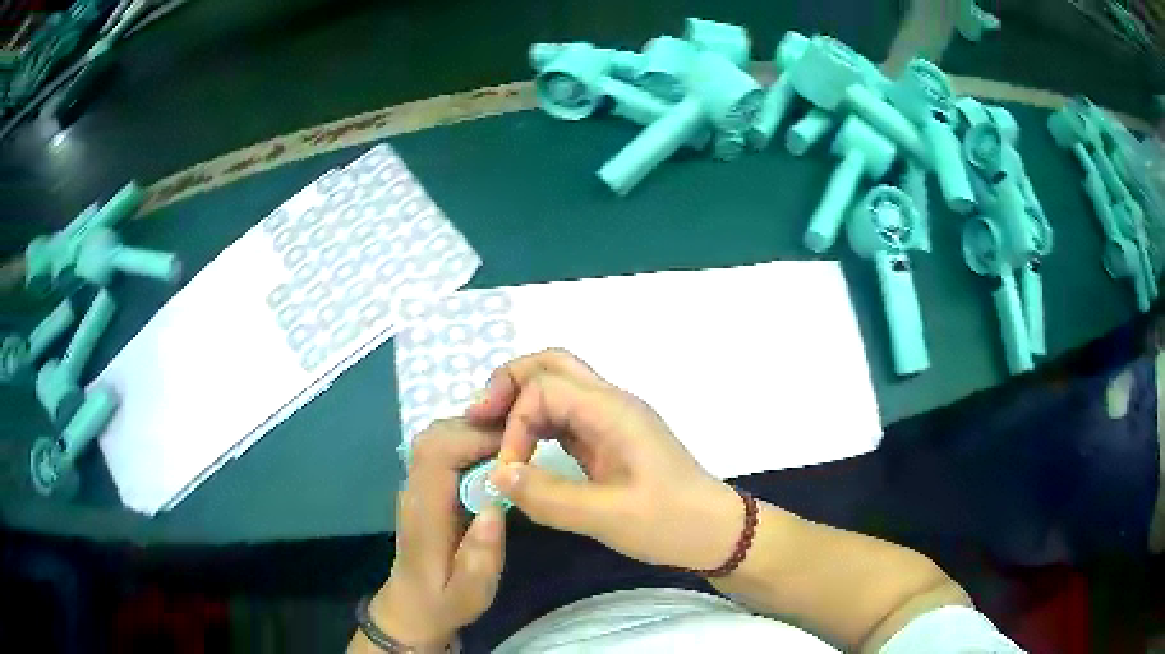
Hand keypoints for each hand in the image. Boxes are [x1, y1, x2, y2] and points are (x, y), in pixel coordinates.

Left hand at [359, 420, 505, 651]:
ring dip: (473, 432)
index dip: (477, 439)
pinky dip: (466, 441)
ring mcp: (414, 485)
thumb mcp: (470, 594)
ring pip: (436, 436)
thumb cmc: (444, 602)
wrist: (412, 608)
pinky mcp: (422, 487)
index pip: (439, 453)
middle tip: (521, 442)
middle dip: (478, 429)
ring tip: (511, 447)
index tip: (517, 449)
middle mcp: (414, 489)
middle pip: (435, 435)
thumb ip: (481, 557)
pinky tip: (493, 459)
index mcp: (425, 512)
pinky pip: (439, 448)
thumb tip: (495, 507)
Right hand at [466, 349, 740, 569]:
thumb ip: (549, 496)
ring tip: (490, 427)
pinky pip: (565, 415)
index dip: (516, 422)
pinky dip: (536, 421)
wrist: (715, 532)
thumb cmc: (670, 523)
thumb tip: (497, 475)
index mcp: (613, 412)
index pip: (545, 388)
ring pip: (558, 385)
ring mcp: (612, 420)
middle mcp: (611, 404)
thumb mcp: (608, 518)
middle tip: (479, 414)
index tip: (508, 469)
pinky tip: (522, 446)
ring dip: (521, 399)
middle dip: (510, 383)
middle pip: (552, 364)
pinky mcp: (610, 439)